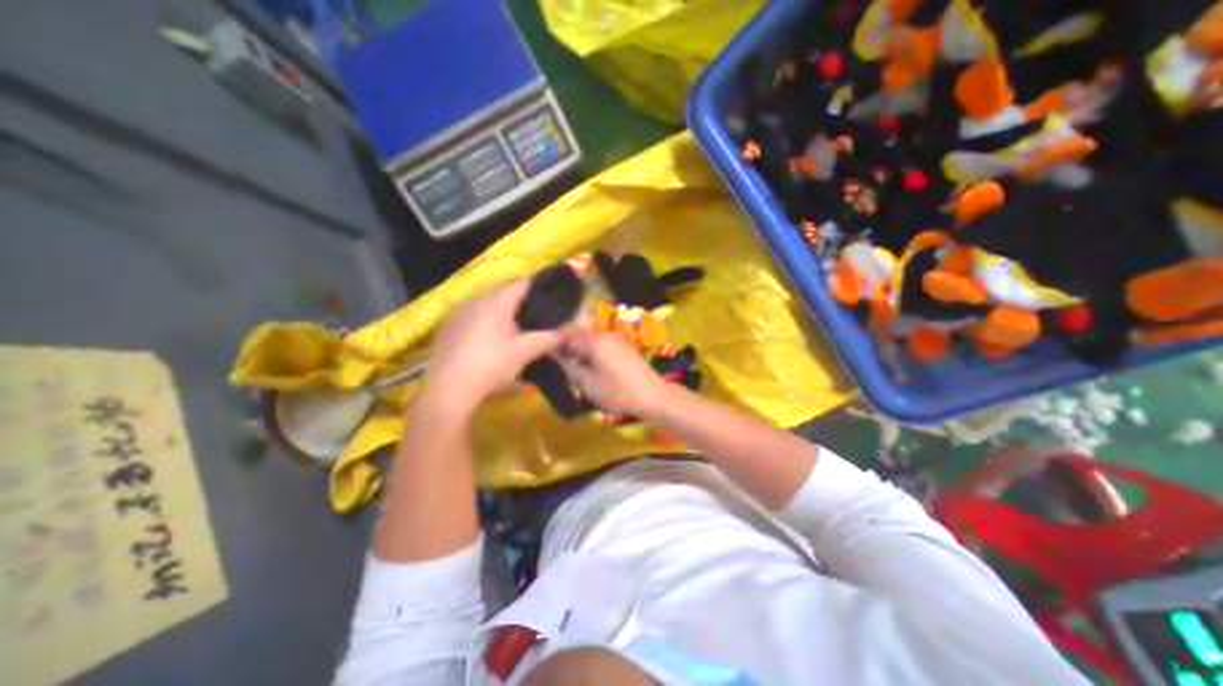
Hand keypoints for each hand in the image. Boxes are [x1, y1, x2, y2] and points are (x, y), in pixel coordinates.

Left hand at [427, 279, 569, 411]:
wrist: (447, 389)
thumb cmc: (490, 365)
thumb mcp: (524, 352)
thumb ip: (548, 338)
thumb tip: (570, 330)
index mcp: (497, 302)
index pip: (522, 283)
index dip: (538, 287)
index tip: (550, 298)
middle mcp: (476, 299)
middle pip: (503, 291)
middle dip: (520, 300)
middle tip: (535, 316)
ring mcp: (458, 311)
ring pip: (486, 302)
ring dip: (501, 309)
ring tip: (513, 327)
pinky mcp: (447, 325)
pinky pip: (471, 313)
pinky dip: (483, 319)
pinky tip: (487, 338)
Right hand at [559, 328, 673, 417]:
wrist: (653, 395)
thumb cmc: (618, 391)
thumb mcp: (588, 383)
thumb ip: (570, 366)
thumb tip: (556, 354)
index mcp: (594, 340)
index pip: (567, 330)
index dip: (555, 339)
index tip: (547, 351)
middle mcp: (605, 334)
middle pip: (580, 332)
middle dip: (568, 345)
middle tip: (560, 362)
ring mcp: (617, 339)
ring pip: (591, 338)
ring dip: (581, 348)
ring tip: (575, 367)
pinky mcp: (624, 346)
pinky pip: (602, 343)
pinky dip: (593, 351)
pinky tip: (591, 366)